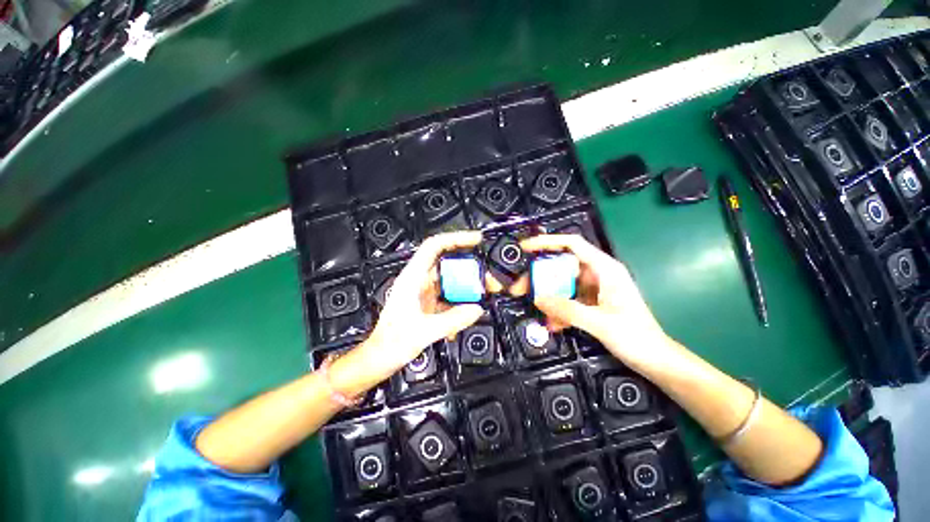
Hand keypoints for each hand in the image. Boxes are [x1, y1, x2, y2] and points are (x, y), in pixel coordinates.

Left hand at [331, 231, 483, 396]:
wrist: (380, 358)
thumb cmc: (391, 342)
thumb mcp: (424, 331)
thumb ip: (452, 319)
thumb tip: (477, 309)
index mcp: (412, 277)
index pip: (434, 246)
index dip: (456, 238)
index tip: (476, 240)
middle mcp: (419, 280)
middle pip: (448, 263)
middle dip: (469, 267)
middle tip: (487, 276)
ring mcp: (425, 292)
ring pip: (451, 280)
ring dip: (467, 286)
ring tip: (483, 293)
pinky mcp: (429, 304)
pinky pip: (450, 296)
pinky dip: (461, 301)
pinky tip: (468, 312)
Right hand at [516, 234, 676, 372]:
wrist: (655, 361)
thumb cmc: (636, 337)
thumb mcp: (600, 323)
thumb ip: (568, 310)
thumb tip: (538, 299)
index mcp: (604, 269)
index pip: (573, 245)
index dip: (548, 242)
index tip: (526, 248)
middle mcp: (597, 275)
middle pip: (561, 267)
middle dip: (540, 276)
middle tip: (519, 288)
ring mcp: (593, 289)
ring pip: (562, 285)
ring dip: (547, 296)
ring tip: (532, 307)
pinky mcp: (590, 303)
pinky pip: (567, 300)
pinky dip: (558, 310)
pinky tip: (552, 324)